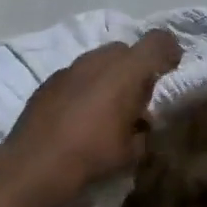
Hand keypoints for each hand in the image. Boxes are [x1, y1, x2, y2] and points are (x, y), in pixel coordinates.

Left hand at [0, 31, 183, 206]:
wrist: (34, 164)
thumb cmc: (91, 156)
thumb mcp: (132, 151)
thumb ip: (143, 130)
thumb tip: (141, 125)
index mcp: (125, 72)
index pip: (157, 42)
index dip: (169, 51)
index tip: (172, 70)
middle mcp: (97, 61)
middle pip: (125, 50)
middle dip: (135, 68)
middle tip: (137, 97)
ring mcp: (69, 69)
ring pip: (97, 61)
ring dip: (108, 77)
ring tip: (107, 108)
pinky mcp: (48, 82)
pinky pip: (76, 75)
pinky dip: (84, 87)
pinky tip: (79, 115)